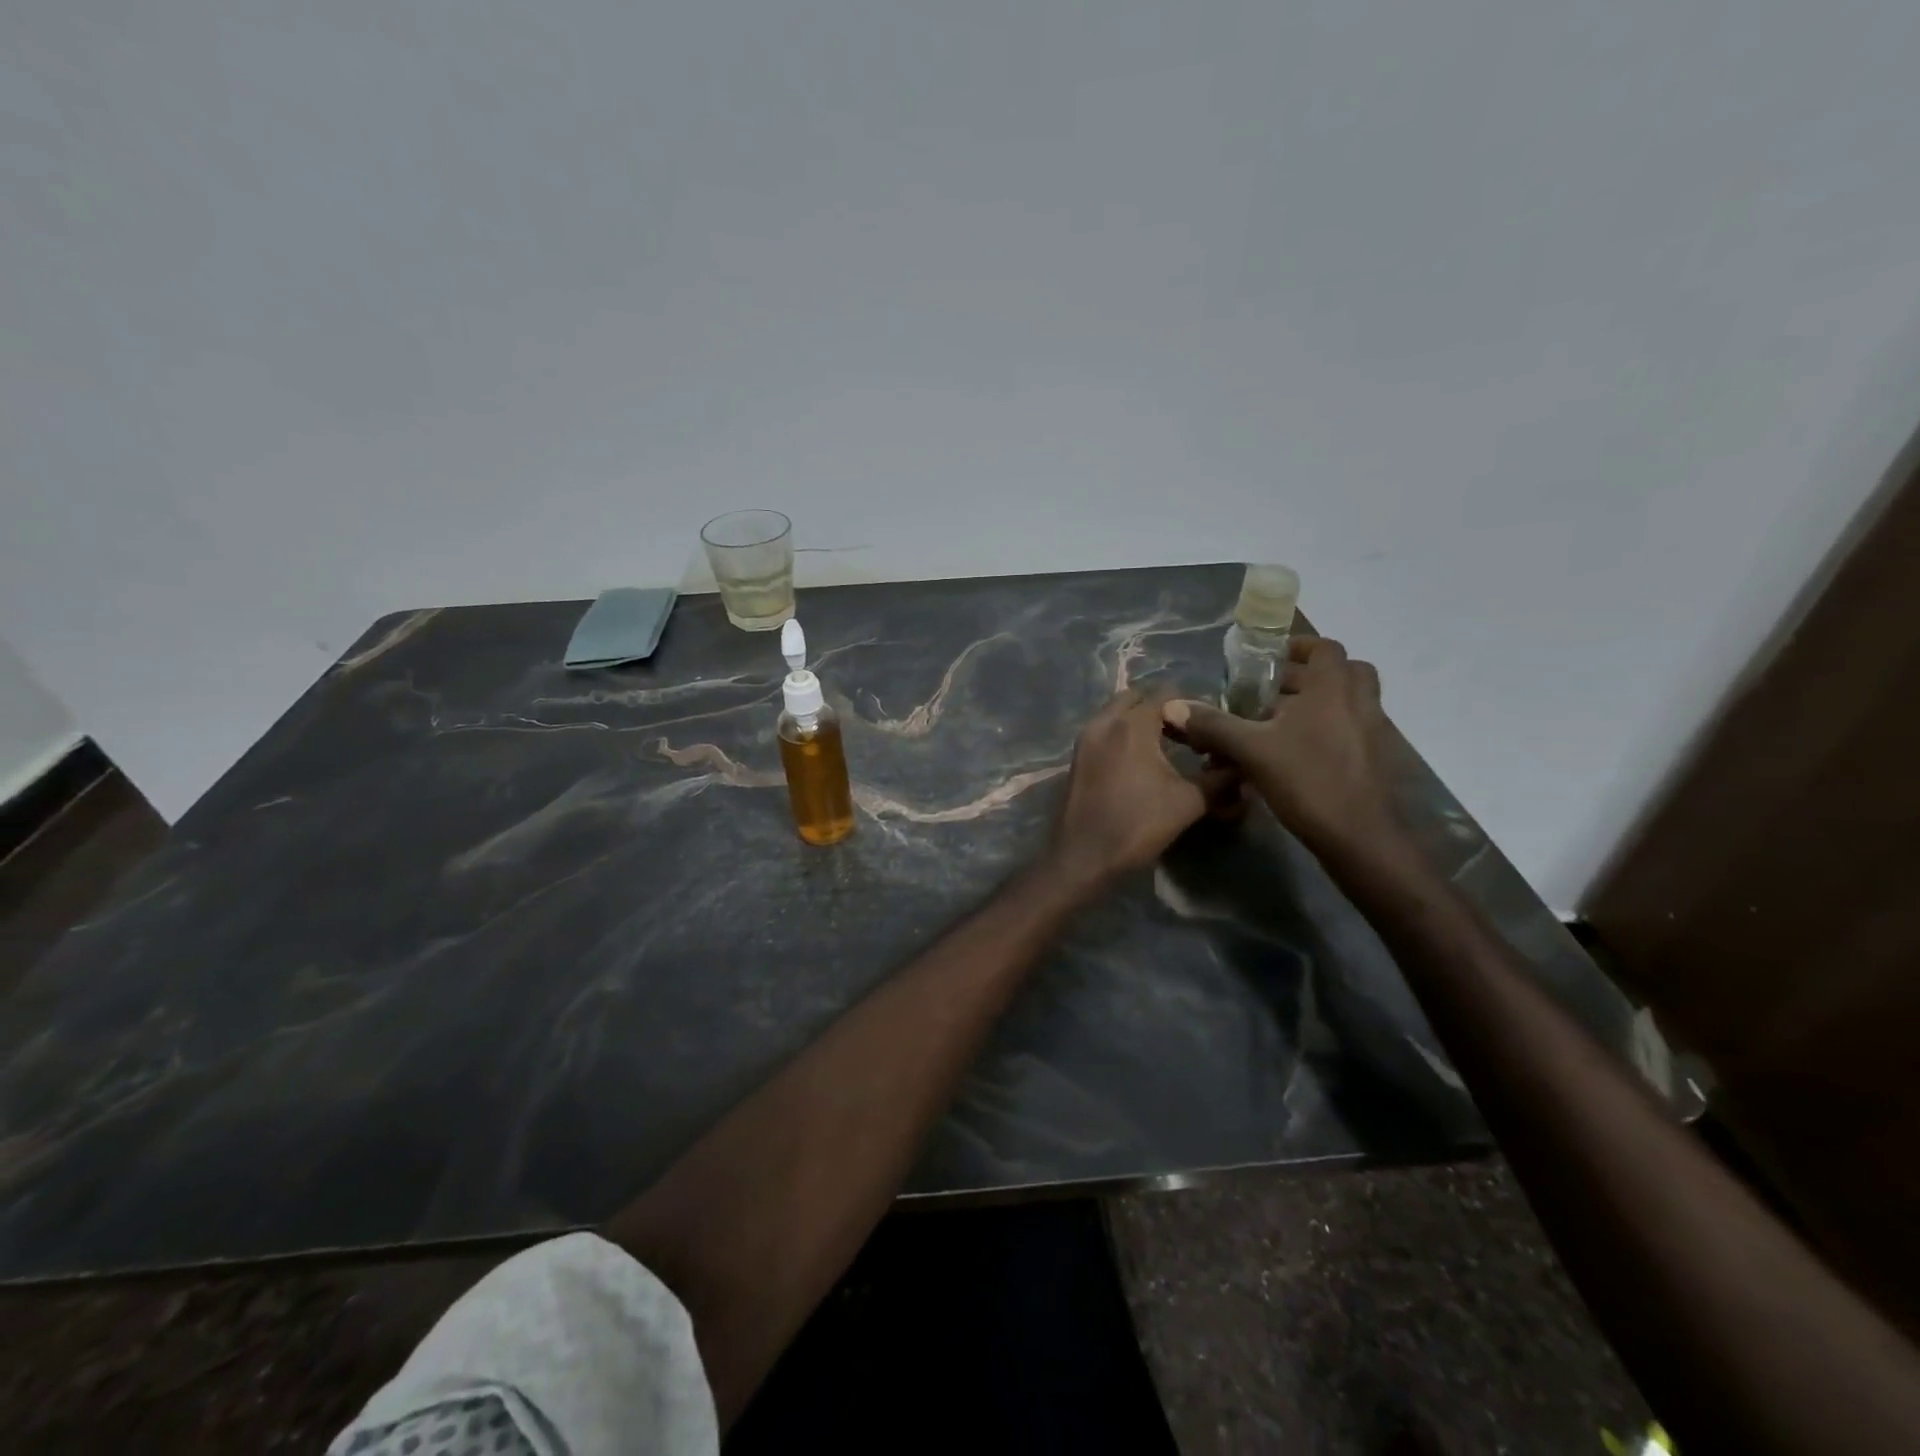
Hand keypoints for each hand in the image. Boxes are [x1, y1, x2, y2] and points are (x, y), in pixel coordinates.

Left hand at [1045, 689, 1228, 891]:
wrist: (1084, 856)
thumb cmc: (1137, 824)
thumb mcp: (1188, 802)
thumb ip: (1219, 779)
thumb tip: (1242, 766)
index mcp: (1132, 725)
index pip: (1165, 694)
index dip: (1189, 704)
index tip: (1207, 722)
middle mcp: (1104, 722)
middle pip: (1135, 697)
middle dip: (1159, 707)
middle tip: (1183, 730)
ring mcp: (1085, 739)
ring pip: (1115, 713)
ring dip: (1137, 720)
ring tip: (1164, 745)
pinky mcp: (1076, 757)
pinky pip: (1102, 731)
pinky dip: (1120, 734)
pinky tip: (1138, 760)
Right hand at [1162, 637, 1402, 867]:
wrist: (1360, 837)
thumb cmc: (1308, 780)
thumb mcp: (1251, 750)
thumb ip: (1213, 725)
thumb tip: (1172, 706)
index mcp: (1333, 688)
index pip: (1324, 647)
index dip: (1298, 646)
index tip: (1268, 658)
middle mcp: (1358, 702)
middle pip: (1341, 673)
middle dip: (1306, 676)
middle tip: (1270, 691)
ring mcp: (1371, 732)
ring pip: (1345, 703)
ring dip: (1315, 705)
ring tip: (1274, 724)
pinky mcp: (1372, 760)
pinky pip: (1348, 730)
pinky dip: (1323, 731)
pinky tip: (1291, 755)